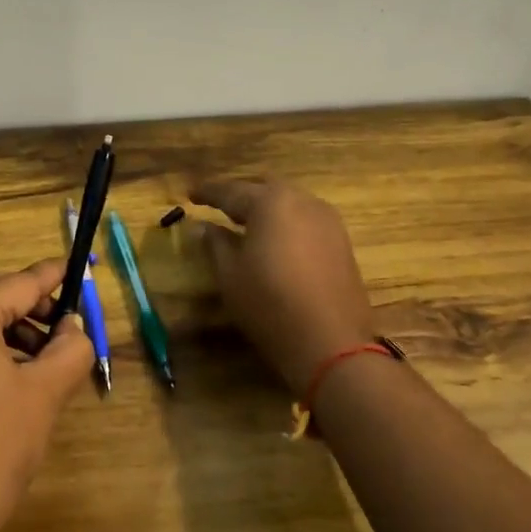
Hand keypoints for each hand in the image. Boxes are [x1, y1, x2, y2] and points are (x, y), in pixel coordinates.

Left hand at [0, 258, 94, 531]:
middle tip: (57, 321)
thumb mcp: (45, 392)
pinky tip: (9, 376)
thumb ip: (70, 349)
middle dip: (23, 297)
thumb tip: (73, 328)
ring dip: (4, 321)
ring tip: (40, 356)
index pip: (18, 283)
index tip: (77, 269)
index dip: (51, 277)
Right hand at [191, 178, 376, 393]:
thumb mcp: (230, 274)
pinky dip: (285, 223)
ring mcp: (327, 221)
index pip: (231, 190)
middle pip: (264, 188)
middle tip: (218, 205)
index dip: (208, 192)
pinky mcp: (341, 242)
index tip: (189, 194)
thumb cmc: (269, 304)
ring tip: (245, 223)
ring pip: (289, 202)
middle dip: (240, 195)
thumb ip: (215, 243)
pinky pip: (305, 220)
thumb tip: (204, 226)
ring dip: (266, 208)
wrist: (330, 342)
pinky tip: (275, 240)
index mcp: (270, 202)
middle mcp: (302, 201)